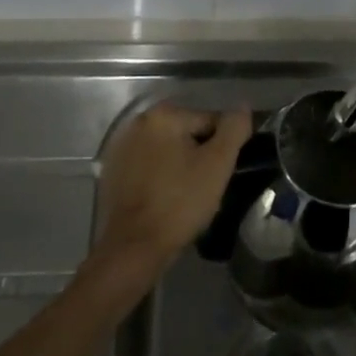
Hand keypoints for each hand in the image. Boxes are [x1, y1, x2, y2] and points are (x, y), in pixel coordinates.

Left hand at [92, 102, 251, 281]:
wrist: (133, 248)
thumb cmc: (179, 203)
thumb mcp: (217, 164)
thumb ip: (234, 129)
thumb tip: (242, 107)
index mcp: (164, 114)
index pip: (210, 121)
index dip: (222, 148)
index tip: (222, 174)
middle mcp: (139, 121)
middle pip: (186, 134)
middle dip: (200, 156)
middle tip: (206, 188)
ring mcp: (122, 146)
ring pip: (167, 150)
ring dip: (179, 166)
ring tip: (186, 197)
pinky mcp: (112, 171)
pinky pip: (148, 166)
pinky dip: (159, 177)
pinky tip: (164, 200)